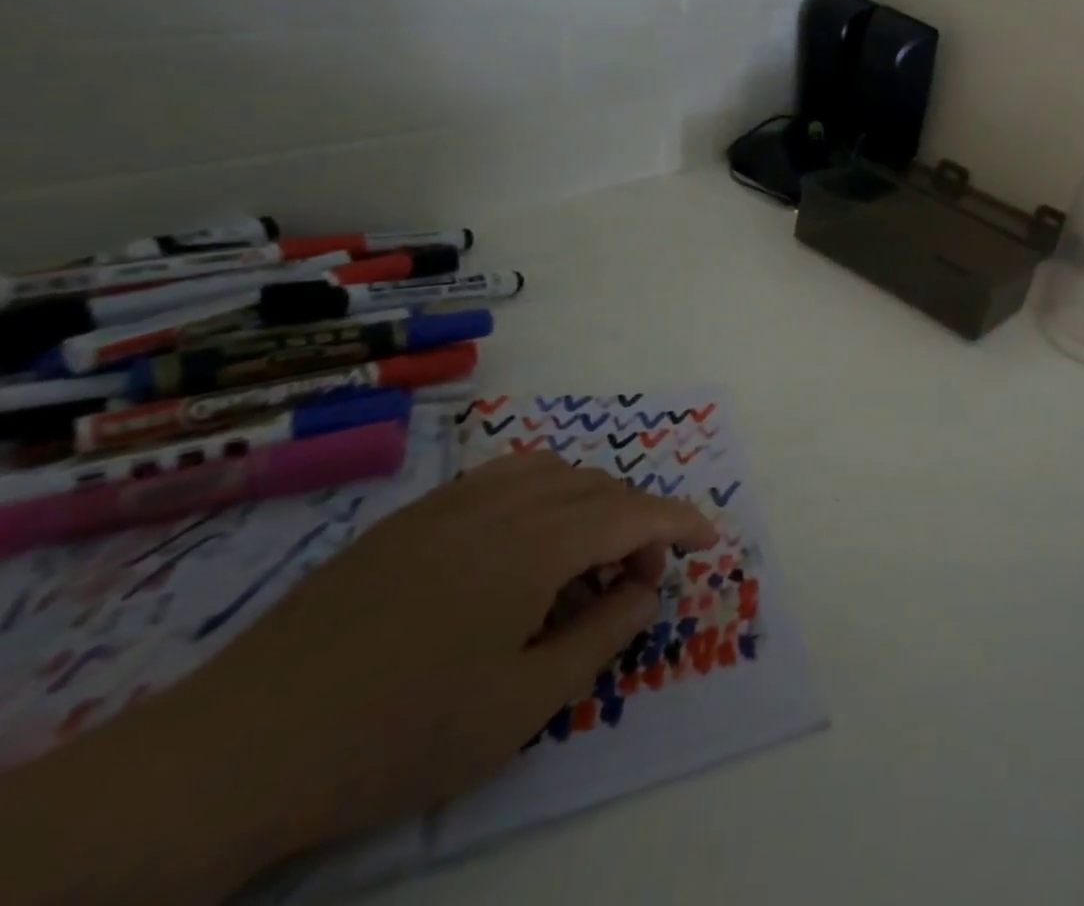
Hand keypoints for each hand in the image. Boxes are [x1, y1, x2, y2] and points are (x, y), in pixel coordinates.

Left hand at [160, 450, 717, 861]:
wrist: (239, 747)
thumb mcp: (522, 705)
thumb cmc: (398, 733)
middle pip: (599, 486)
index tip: (709, 540)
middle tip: (635, 580)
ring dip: (590, 501)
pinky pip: (502, 476)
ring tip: (582, 557)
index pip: (634, 512)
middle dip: (637, 522)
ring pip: (553, 470)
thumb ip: (602, 637)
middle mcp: (503, 503)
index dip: (680, 521)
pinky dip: (541, 492)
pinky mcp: (412, 515)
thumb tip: (645, 589)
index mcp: (537, 545)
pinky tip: (521, 542)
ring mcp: (452, 501)